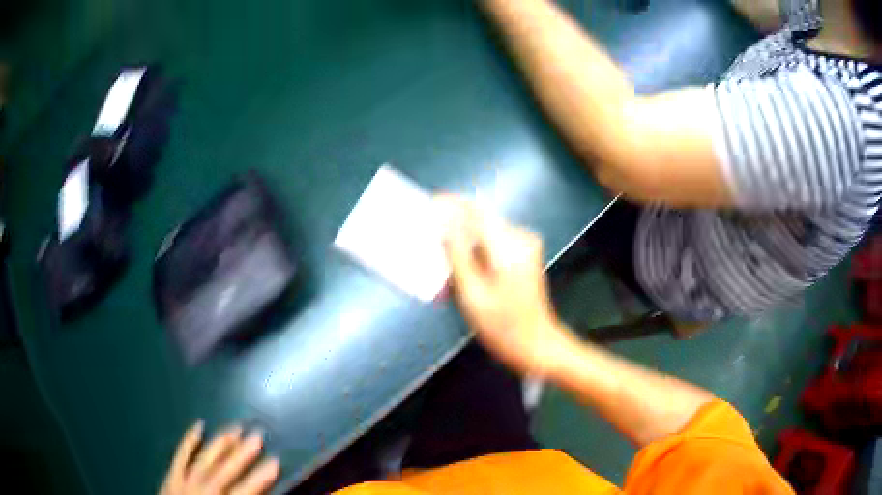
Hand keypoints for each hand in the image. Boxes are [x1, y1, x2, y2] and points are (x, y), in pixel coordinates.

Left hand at [160, 421, 278, 494]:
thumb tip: (261, 494)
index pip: (245, 490)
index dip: (261, 476)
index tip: (275, 461)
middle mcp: (203, 490)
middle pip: (225, 470)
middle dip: (242, 454)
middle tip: (257, 434)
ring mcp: (184, 481)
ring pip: (204, 459)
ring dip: (220, 444)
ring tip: (234, 428)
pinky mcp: (171, 475)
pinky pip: (180, 456)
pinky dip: (189, 441)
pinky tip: (198, 426)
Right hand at [439, 195, 574, 375]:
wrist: (537, 344)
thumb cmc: (502, 326)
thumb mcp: (472, 293)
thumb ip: (457, 254)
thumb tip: (444, 221)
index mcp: (508, 246)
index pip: (475, 210)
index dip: (450, 204)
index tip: (428, 204)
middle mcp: (521, 237)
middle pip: (481, 218)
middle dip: (455, 225)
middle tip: (431, 240)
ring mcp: (526, 245)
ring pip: (486, 230)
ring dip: (464, 240)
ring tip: (445, 261)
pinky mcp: (525, 253)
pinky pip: (494, 241)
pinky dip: (477, 250)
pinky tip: (465, 269)